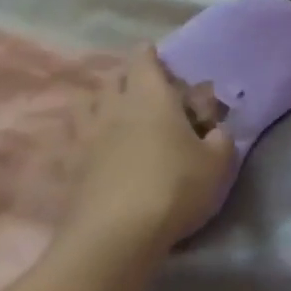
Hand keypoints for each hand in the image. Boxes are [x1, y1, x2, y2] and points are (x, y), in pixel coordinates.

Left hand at [60, 46, 234, 256]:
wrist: (116, 235)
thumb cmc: (174, 188)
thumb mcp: (217, 163)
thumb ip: (220, 139)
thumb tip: (216, 130)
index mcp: (151, 96)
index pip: (144, 59)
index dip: (151, 55)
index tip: (159, 58)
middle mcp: (114, 106)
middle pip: (113, 77)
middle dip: (127, 76)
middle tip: (146, 89)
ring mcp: (86, 135)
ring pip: (86, 101)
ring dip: (100, 100)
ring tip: (116, 113)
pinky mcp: (70, 164)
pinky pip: (73, 136)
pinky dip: (83, 133)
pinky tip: (95, 145)